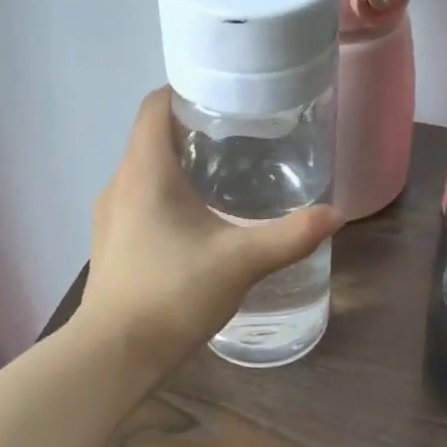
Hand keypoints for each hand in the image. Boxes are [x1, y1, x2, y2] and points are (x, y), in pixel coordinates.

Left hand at [80, 89, 342, 371]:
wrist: (114, 354)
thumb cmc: (172, 294)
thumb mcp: (241, 261)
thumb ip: (290, 236)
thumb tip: (336, 214)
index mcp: (145, 170)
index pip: (156, 105)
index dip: (187, 92)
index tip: (226, 101)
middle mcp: (120, 182)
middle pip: (153, 135)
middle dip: (194, 130)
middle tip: (242, 138)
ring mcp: (110, 214)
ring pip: (146, 169)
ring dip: (180, 165)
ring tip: (226, 177)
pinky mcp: (111, 241)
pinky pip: (140, 198)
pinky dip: (168, 194)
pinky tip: (200, 221)